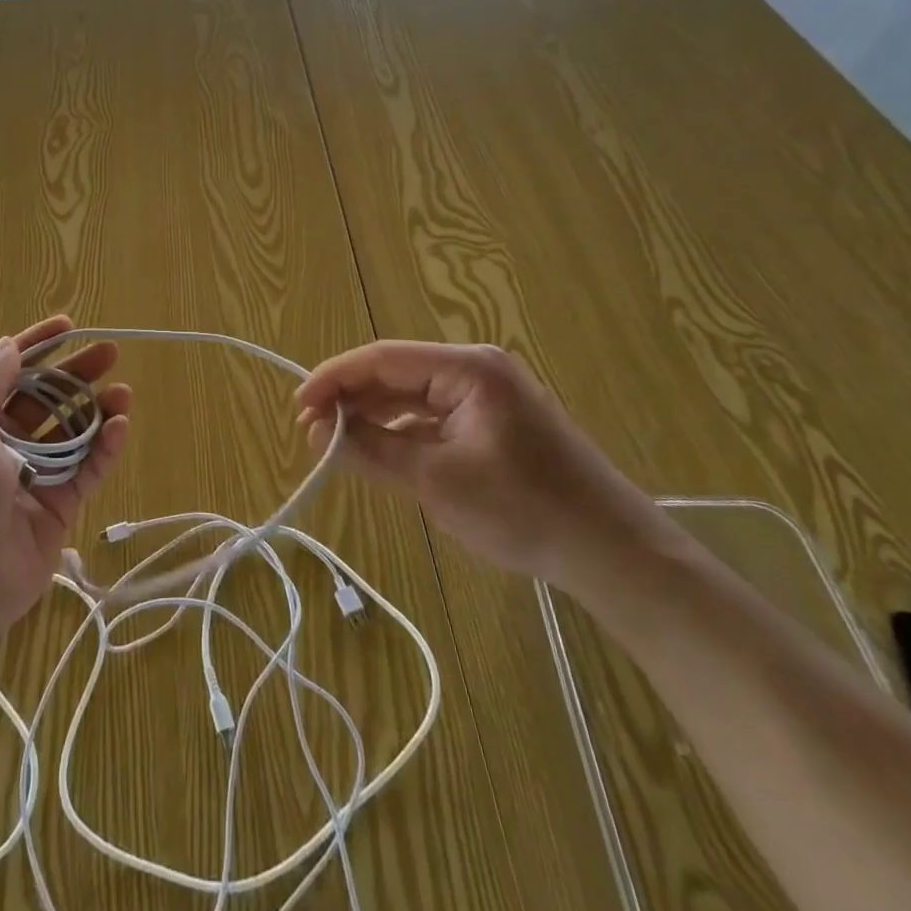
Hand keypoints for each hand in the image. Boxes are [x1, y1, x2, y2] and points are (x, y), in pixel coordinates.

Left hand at [0, 316, 129, 642]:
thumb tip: (7, 345)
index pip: (7, 371)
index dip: (37, 345)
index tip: (69, 326)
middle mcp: (0, 445)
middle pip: (45, 398)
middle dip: (75, 373)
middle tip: (110, 353)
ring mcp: (31, 477)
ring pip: (70, 432)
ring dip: (96, 408)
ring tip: (123, 392)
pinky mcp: (57, 507)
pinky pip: (85, 468)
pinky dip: (104, 446)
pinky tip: (121, 425)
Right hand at [295, 341, 665, 591]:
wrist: (613, 552)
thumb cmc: (524, 510)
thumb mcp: (436, 481)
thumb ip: (371, 450)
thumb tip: (316, 431)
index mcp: (467, 367)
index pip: (382, 358)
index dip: (333, 378)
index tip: (297, 407)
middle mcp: (475, 369)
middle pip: (395, 373)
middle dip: (351, 399)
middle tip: (310, 431)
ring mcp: (486, 395)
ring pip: (411, 396)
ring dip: (373, 417)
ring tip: (334, 443)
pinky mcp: (491, 422)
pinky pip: (432, 417)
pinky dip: (401, 432)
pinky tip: (377, 451)